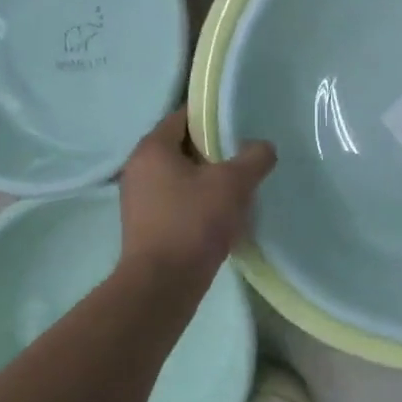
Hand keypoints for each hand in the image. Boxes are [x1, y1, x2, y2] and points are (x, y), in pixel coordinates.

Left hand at [118, 110, 276, 282]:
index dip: (212, 116)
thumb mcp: (232, 184)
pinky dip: (198, 201)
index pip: (183, 116)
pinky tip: (222, 214)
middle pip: (182, 146)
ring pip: (180, 176)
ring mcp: (139, 199)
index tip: (240, 123)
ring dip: (207, 178)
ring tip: (238, 186)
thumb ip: (253, 158)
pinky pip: (176, 201)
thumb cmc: (193, 223)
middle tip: (244, 155)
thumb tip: (263, 147)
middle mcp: (138, 168)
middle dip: (213, 150)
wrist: (162, 285)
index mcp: (152, 149)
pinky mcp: (146, 225)